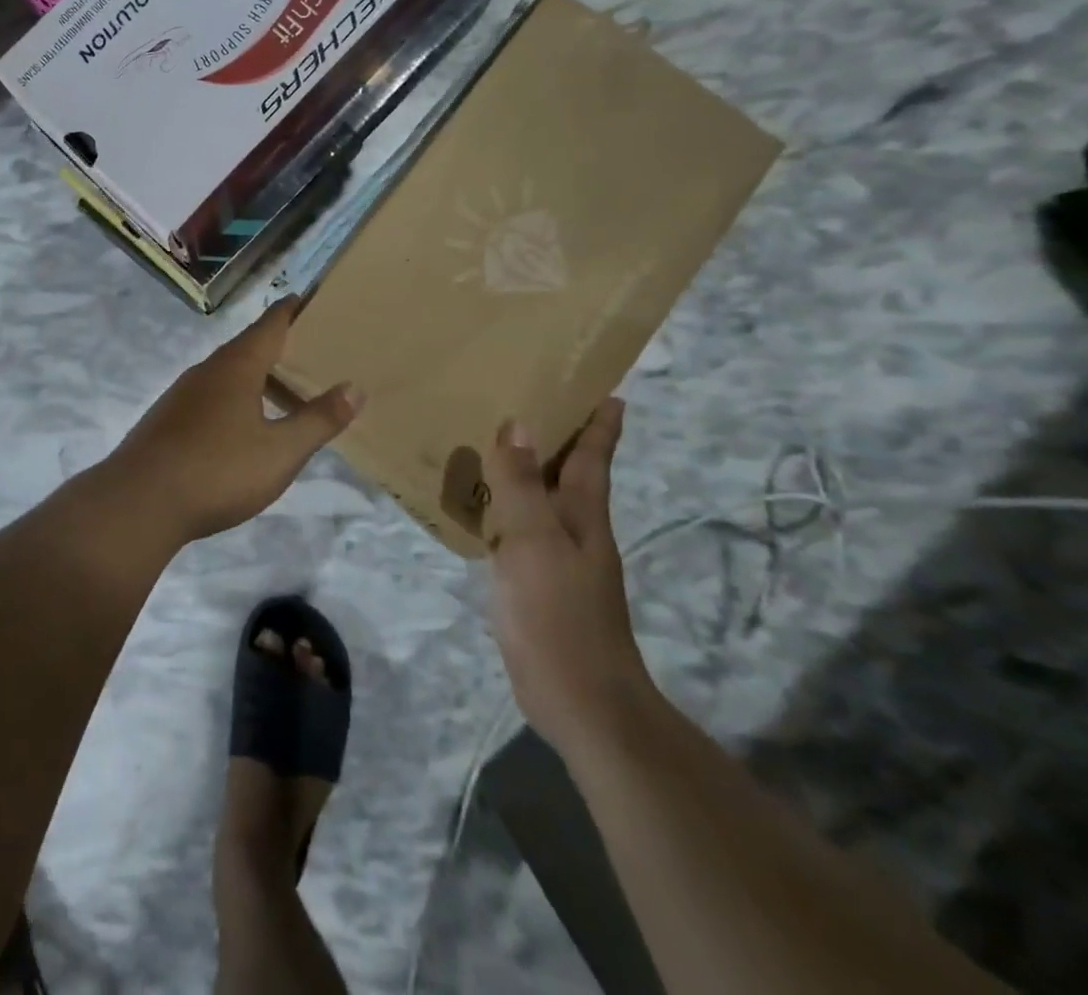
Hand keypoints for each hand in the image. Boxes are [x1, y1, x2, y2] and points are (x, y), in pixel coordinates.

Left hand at [101, 297, 362, 542]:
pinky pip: (210, 397)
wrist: (138, 502)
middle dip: (278, 345)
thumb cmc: (217, 470)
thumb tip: (355, 387)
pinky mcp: (166, 421)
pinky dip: (235, 399)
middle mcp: (206, 371)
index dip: (291, 310)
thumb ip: (317, 420)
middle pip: (247, 347)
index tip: (310, 298)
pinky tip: (242, 425)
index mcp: (236, 367)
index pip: (270, 324)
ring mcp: (181, 395)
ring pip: (226, 374)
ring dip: (255, 375)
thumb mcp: (280, 452)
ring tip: (283, 388)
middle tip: (311, 349)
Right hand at [485, 398, 656, 755]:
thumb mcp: (534, 542)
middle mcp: (574, 529)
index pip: (592, 455)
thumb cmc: (559, 614)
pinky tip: (482, 503)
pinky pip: (519, 527)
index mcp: (582, 514)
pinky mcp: (536, 583)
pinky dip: (505, 505)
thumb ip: (520, 484)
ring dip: (526, 468)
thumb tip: (516, 422)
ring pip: (541, 498)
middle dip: (559, 434)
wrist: (580, 700)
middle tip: (529, 396)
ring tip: (495, 439)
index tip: (605, 387)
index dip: (599, 421)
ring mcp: (557, 558)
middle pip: (568, 470)